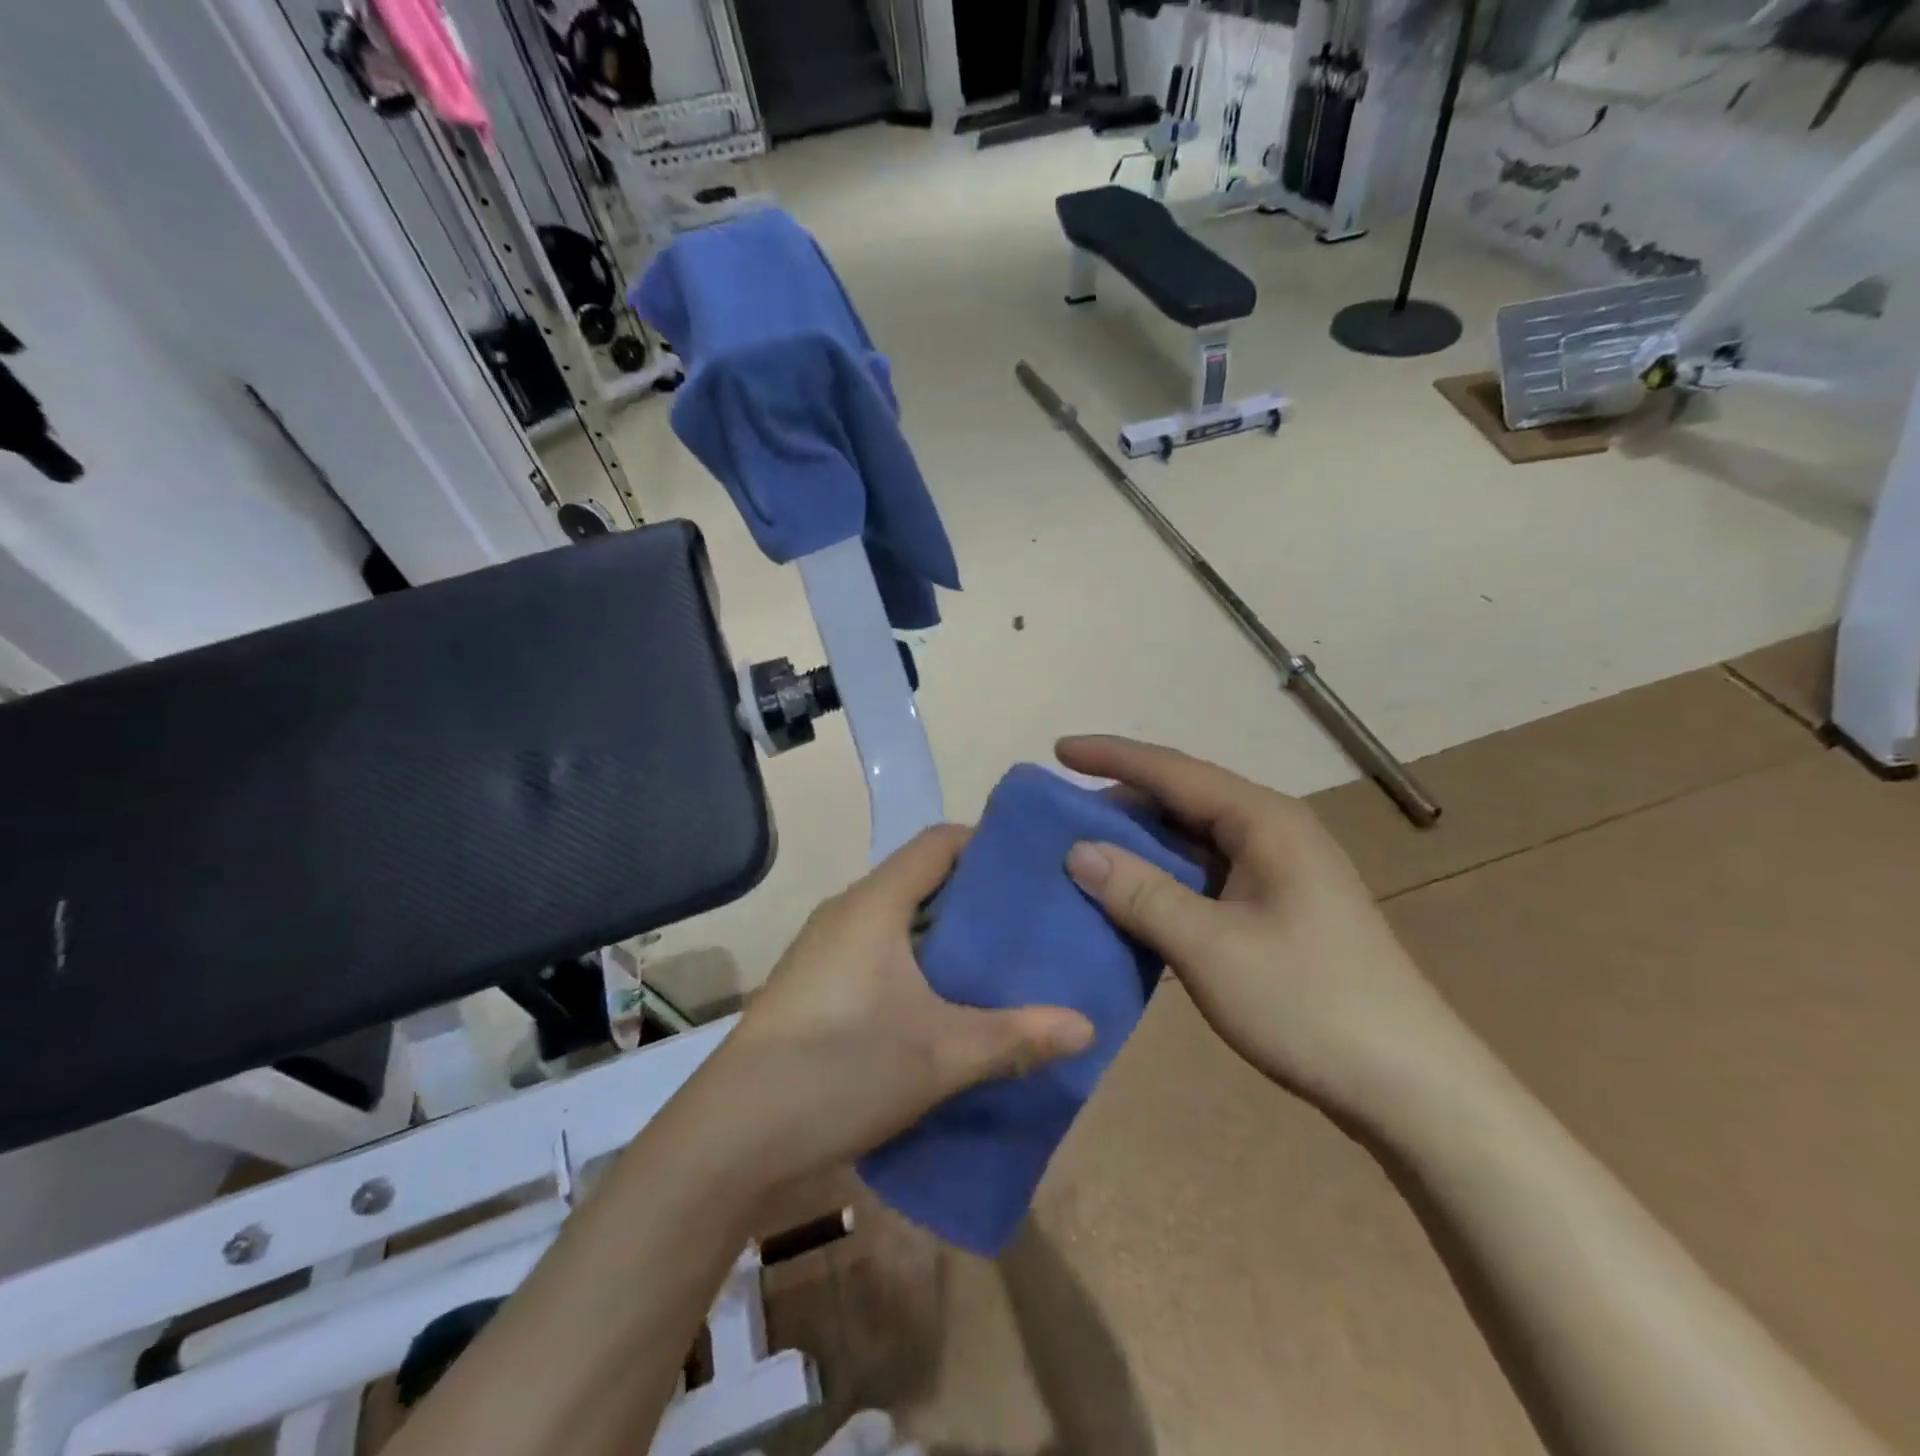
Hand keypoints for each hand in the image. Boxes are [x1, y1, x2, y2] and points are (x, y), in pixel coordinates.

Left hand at [708, 826, 1094, 1185]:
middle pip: (921, 880)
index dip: (986, 843)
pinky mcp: (815, 988)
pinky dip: (917, 965)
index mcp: (874, 904)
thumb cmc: (839, 1069)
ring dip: (945, 937)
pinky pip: (878, 954)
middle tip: (1031, 921)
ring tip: (999, 962)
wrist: (730, 1138)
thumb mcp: (940, 1054)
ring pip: (899, 922)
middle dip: (975, 897)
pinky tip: (946, 1003)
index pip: (938, 843)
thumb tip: (1088, 1026)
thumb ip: (1016, 1036)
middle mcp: (847, 913)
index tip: (1034, 866)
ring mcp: (825, 951)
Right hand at [1056, 735, 1466, 1118]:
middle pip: (1183, 799)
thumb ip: (1141, 893)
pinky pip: (1206, 876)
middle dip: (1121, 803)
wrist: (1410, 1088)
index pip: (1172, 771)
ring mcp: (1280, 872)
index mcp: (1264, 821)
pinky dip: (1164, 881)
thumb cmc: (1309, 1005)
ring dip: (1140, 845)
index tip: (1057, 751)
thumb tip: (1078, 849)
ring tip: (1082, 853)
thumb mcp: (1210, 949)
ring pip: (1193, 840)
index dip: (1111, 757)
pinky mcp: (1279, 908)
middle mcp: (1273, 831)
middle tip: (1059, 817)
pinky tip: (1131, 898)